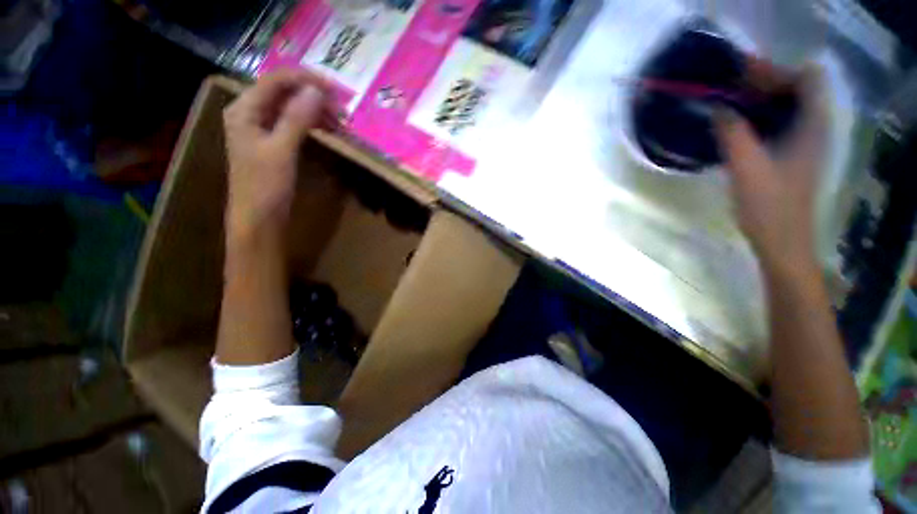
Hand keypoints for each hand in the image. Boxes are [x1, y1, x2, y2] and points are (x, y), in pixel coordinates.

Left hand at [223, 69, 334, 241]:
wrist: (258, 218)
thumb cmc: (265, 185)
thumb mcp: (281, 150)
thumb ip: (297, 118)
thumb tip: (317, 91)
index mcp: (245, 109)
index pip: (276, 80)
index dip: (305, 79)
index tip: (336, 90)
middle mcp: (251, 112)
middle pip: (284, 92)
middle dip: (313, 96)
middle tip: (341, 111)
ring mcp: (262, 127)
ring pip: (290, 107)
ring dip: (315, 110)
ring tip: (338, 122)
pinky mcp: (273, 142)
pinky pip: (293, 123)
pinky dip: (311, 123)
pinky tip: (326, 130)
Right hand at [714, 68, 825, 271]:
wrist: (782, 241)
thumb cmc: (769, 206)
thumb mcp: (747, 167)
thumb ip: (733, 133)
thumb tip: (718, 107)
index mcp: (812, 125)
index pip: (806, 76)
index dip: (776, 70)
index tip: (741, 77)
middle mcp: (814, 128)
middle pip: (795, 88)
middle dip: (762, 83)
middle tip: (727, 90)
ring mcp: (804, 142)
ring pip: (785, 106)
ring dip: (758, 101)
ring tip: (726, 107)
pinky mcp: (791, 155)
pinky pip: (777, 124)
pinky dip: (757, 119)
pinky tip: (735, 130)